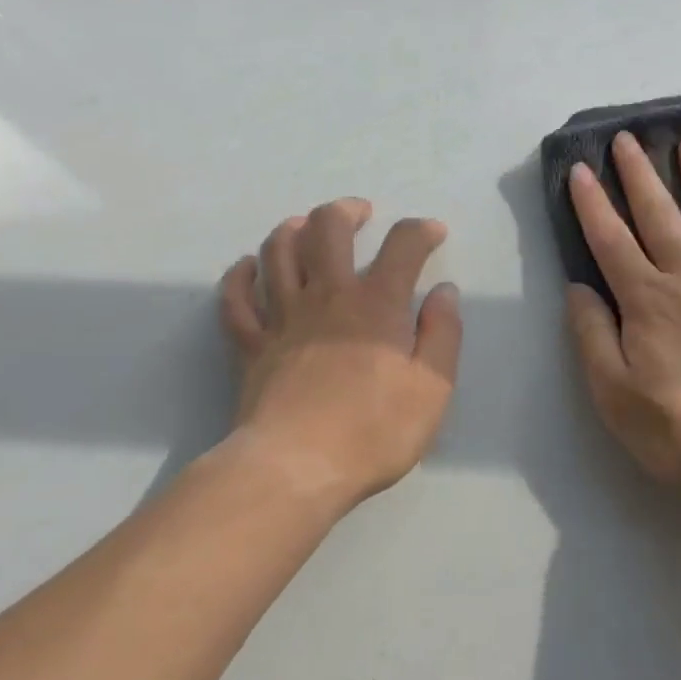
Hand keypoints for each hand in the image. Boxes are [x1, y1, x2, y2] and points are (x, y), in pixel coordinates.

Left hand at [220, 199, 461, 510]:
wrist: (295, 469)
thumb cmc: (372, 432)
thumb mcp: (433, 390)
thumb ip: (443, 335)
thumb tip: (445, 293)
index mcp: (376, 305)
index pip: (402, 245)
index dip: (420, 230)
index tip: (432, 233)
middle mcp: (327, 296)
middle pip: (328, 228)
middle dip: (346, 210)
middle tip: (361, 214)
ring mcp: (282, 317)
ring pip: (277, 251)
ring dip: (292, 229)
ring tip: (306, 227)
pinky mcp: (250, 345)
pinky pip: (236, 298)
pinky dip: (240, 276)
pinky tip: (249, 268)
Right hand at [566, 132, 680, 504]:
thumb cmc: (680, 428)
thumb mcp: (614, 394)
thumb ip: (593, 337)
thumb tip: (577, 288)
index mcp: (647, 300)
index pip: (610, 241)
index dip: (591, 204)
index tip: (578, 169)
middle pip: (660, 215)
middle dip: (639, 175)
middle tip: (627, 137)